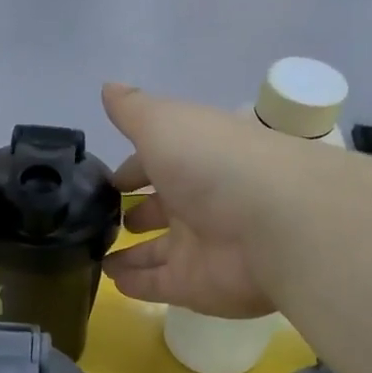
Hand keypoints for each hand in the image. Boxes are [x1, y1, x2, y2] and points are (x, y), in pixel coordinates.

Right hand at [99, 83, 310, 317]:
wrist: (274, 223)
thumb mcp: (165, 122)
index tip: (107, 180)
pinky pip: (159, 285)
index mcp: (194, 159)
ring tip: (97, 258)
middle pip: (161, 209)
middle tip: (101, 222)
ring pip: (157, 251)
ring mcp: (199, 247)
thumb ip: (133, 110)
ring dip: (131, 254)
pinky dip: (136, 285)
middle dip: (135, 213)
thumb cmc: (214, 163)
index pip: (158, 163)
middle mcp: (199, 202)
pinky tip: (111, 281)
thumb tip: (107, 87)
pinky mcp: (196, 286)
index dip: (132, 169)